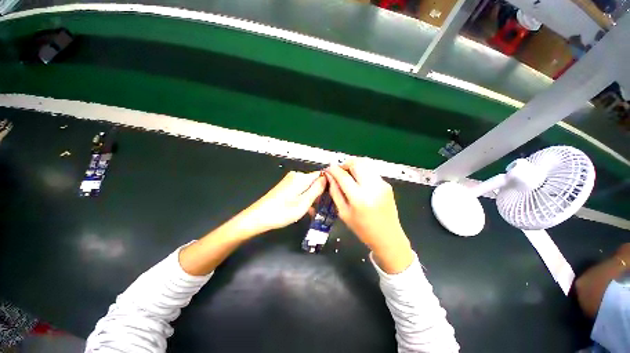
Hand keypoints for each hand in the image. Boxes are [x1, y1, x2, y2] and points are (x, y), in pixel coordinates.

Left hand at [180, 171, 325, 275]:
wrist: (257, 217)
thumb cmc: (282, 212)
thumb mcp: (303, 203)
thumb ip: (317, 189)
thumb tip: (327, 178)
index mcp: (301, 178)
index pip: (321, 175)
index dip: (328, 184)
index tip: (332, 195)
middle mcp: (296, 176)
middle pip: (314, 181)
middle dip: (320, 193)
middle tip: (324, 207)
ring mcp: (290, 181)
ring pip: (308, 186)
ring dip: (313, 197)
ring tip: (314, 211)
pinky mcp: (285, 186)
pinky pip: (301, 189)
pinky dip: (305, 198)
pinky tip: (305, 209)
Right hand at [325, 159, 413, 273]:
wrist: (388, 237)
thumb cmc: (362, 229)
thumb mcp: (343, 213)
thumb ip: (335, 192)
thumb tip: (329, 176)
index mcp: (359, 198)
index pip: (343, 175)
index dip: (333, 169)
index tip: (328, 170)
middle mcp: (372, 187)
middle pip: (357, 163)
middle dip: (345, 164)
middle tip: (340, 172)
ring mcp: (382, 184)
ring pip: (366, 163)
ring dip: (354, 166)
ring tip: (348, 175)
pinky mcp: (387, 184)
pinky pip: (371, 171)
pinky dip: (362, 172)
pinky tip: (359, 182)